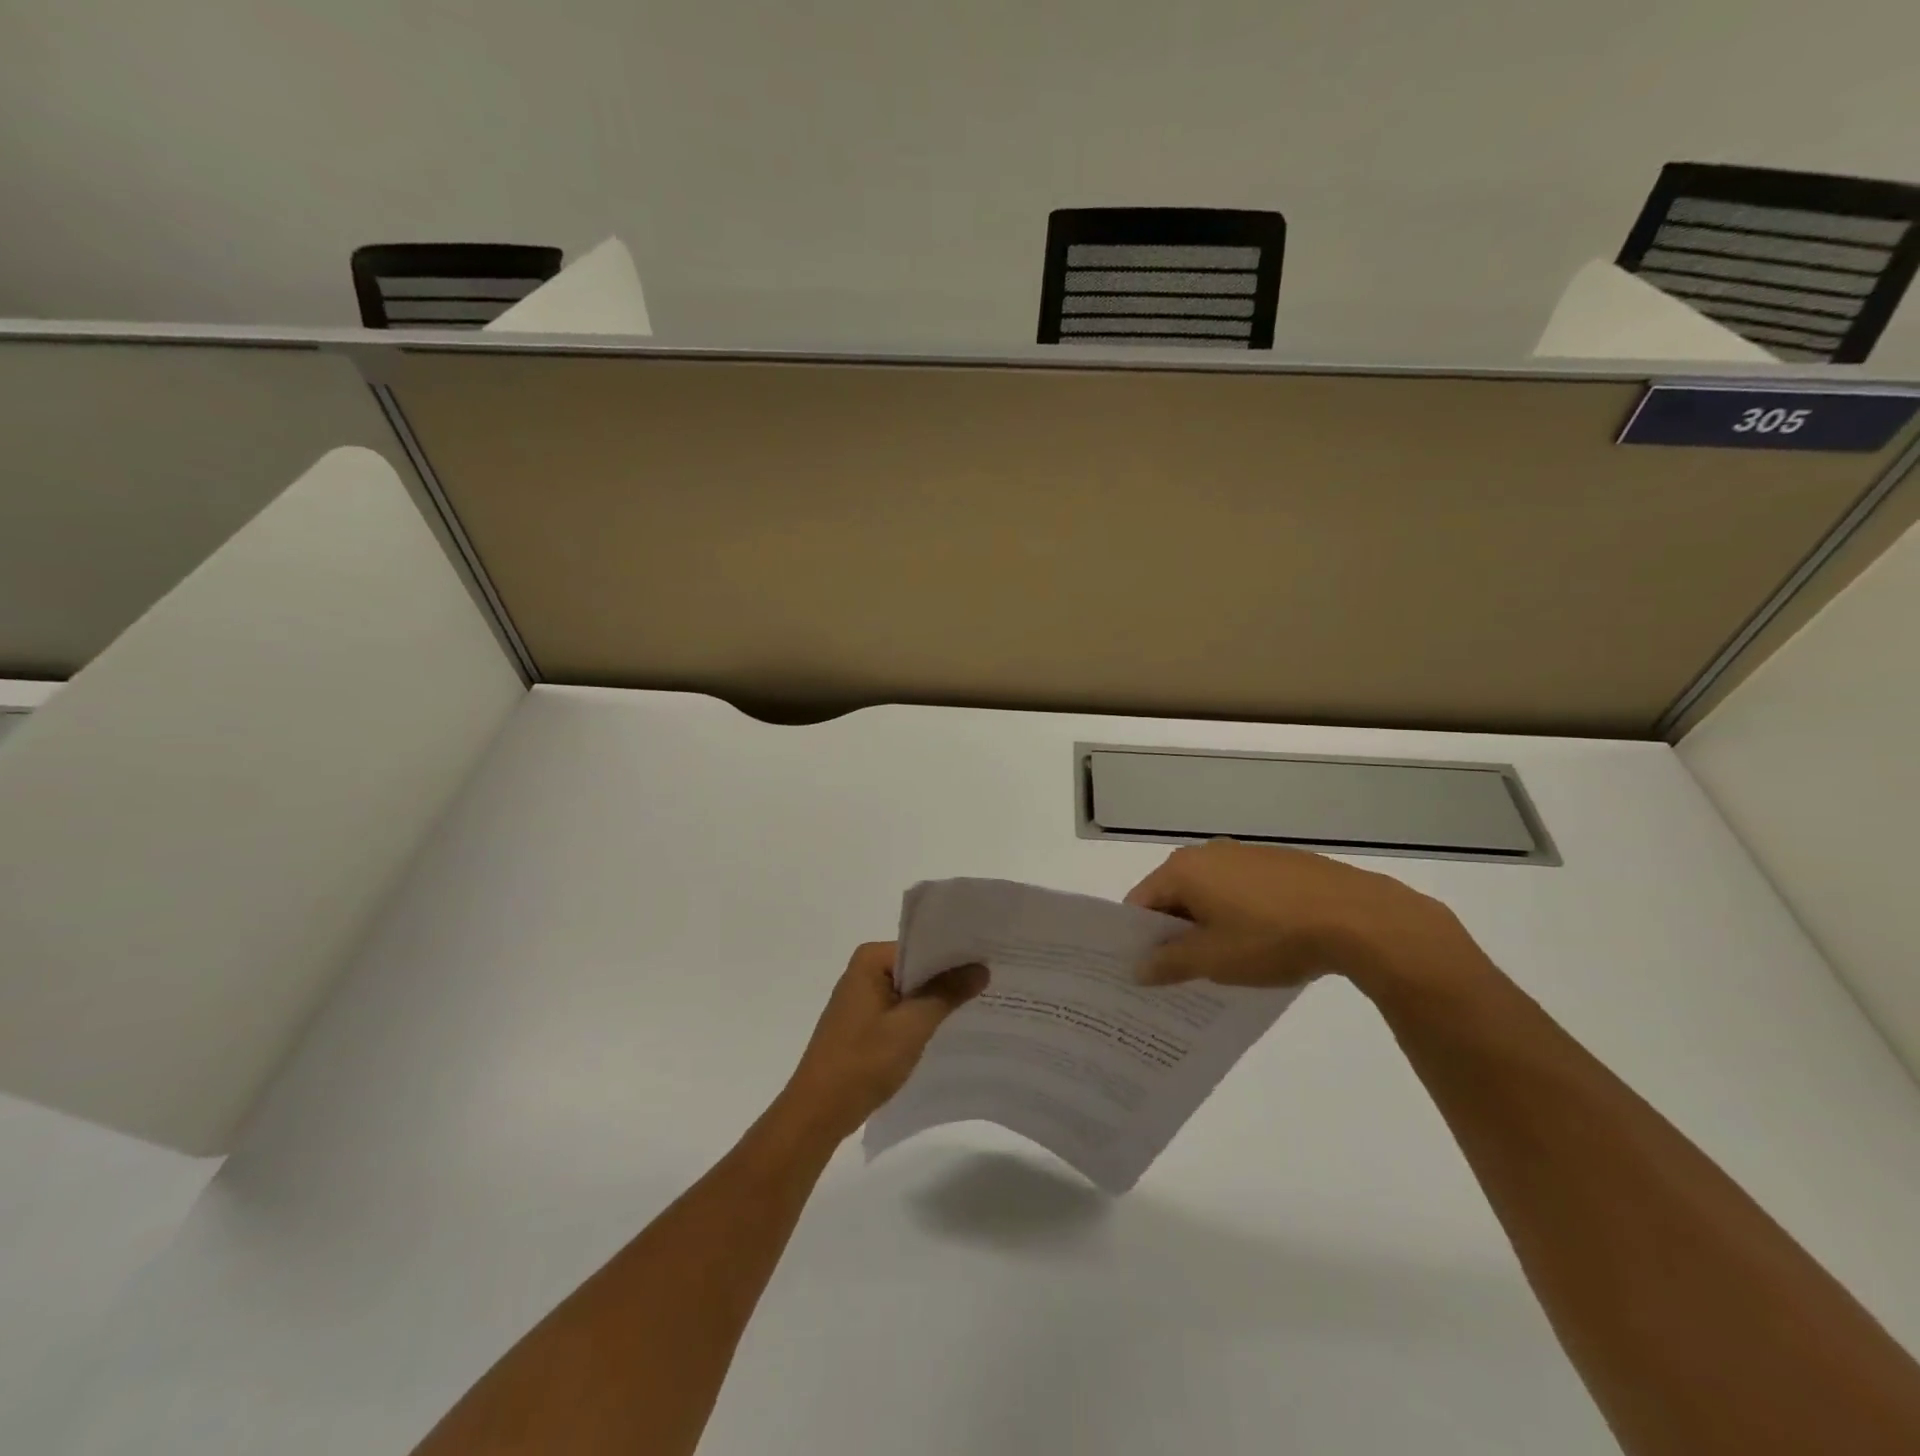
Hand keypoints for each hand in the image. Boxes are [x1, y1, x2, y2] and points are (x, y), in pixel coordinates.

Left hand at [779, 942, 987, 1142]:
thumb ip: (947, 993)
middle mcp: (864, 970)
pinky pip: (901, 1009)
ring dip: (938, 998)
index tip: (991, 958)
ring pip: (911, 990)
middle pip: (918, 966)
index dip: (956, 953)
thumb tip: (980, 968)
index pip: (923, 945)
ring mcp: (862, 998)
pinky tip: (951, 1026)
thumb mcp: (912, 1026)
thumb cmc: (863, 1062)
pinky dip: (922, 1016)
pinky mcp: (863, 1023)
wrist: (818, 1113)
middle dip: (950, 976)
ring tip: (981, 1000)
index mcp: (871, 959)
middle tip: (994, 979)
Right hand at [1124, 841, 1490, 999]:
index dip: (1136, 938)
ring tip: (1219, 964)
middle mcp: (1208, 853)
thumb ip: (1169, 963)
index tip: (1142, 971)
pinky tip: (1258, 945)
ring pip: (1208, 893)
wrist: (1357, 918)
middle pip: (1173, 895)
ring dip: (1206, 925)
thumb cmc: (1271, 938)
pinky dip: (1236, 915)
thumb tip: (1136, 968)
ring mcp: (1245, 855)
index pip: (1140, 903)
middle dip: (1172, 933)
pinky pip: (1240, 890)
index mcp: (1183, 870)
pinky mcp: (1278, 864)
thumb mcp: (1214, 960)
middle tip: (1176, 974)